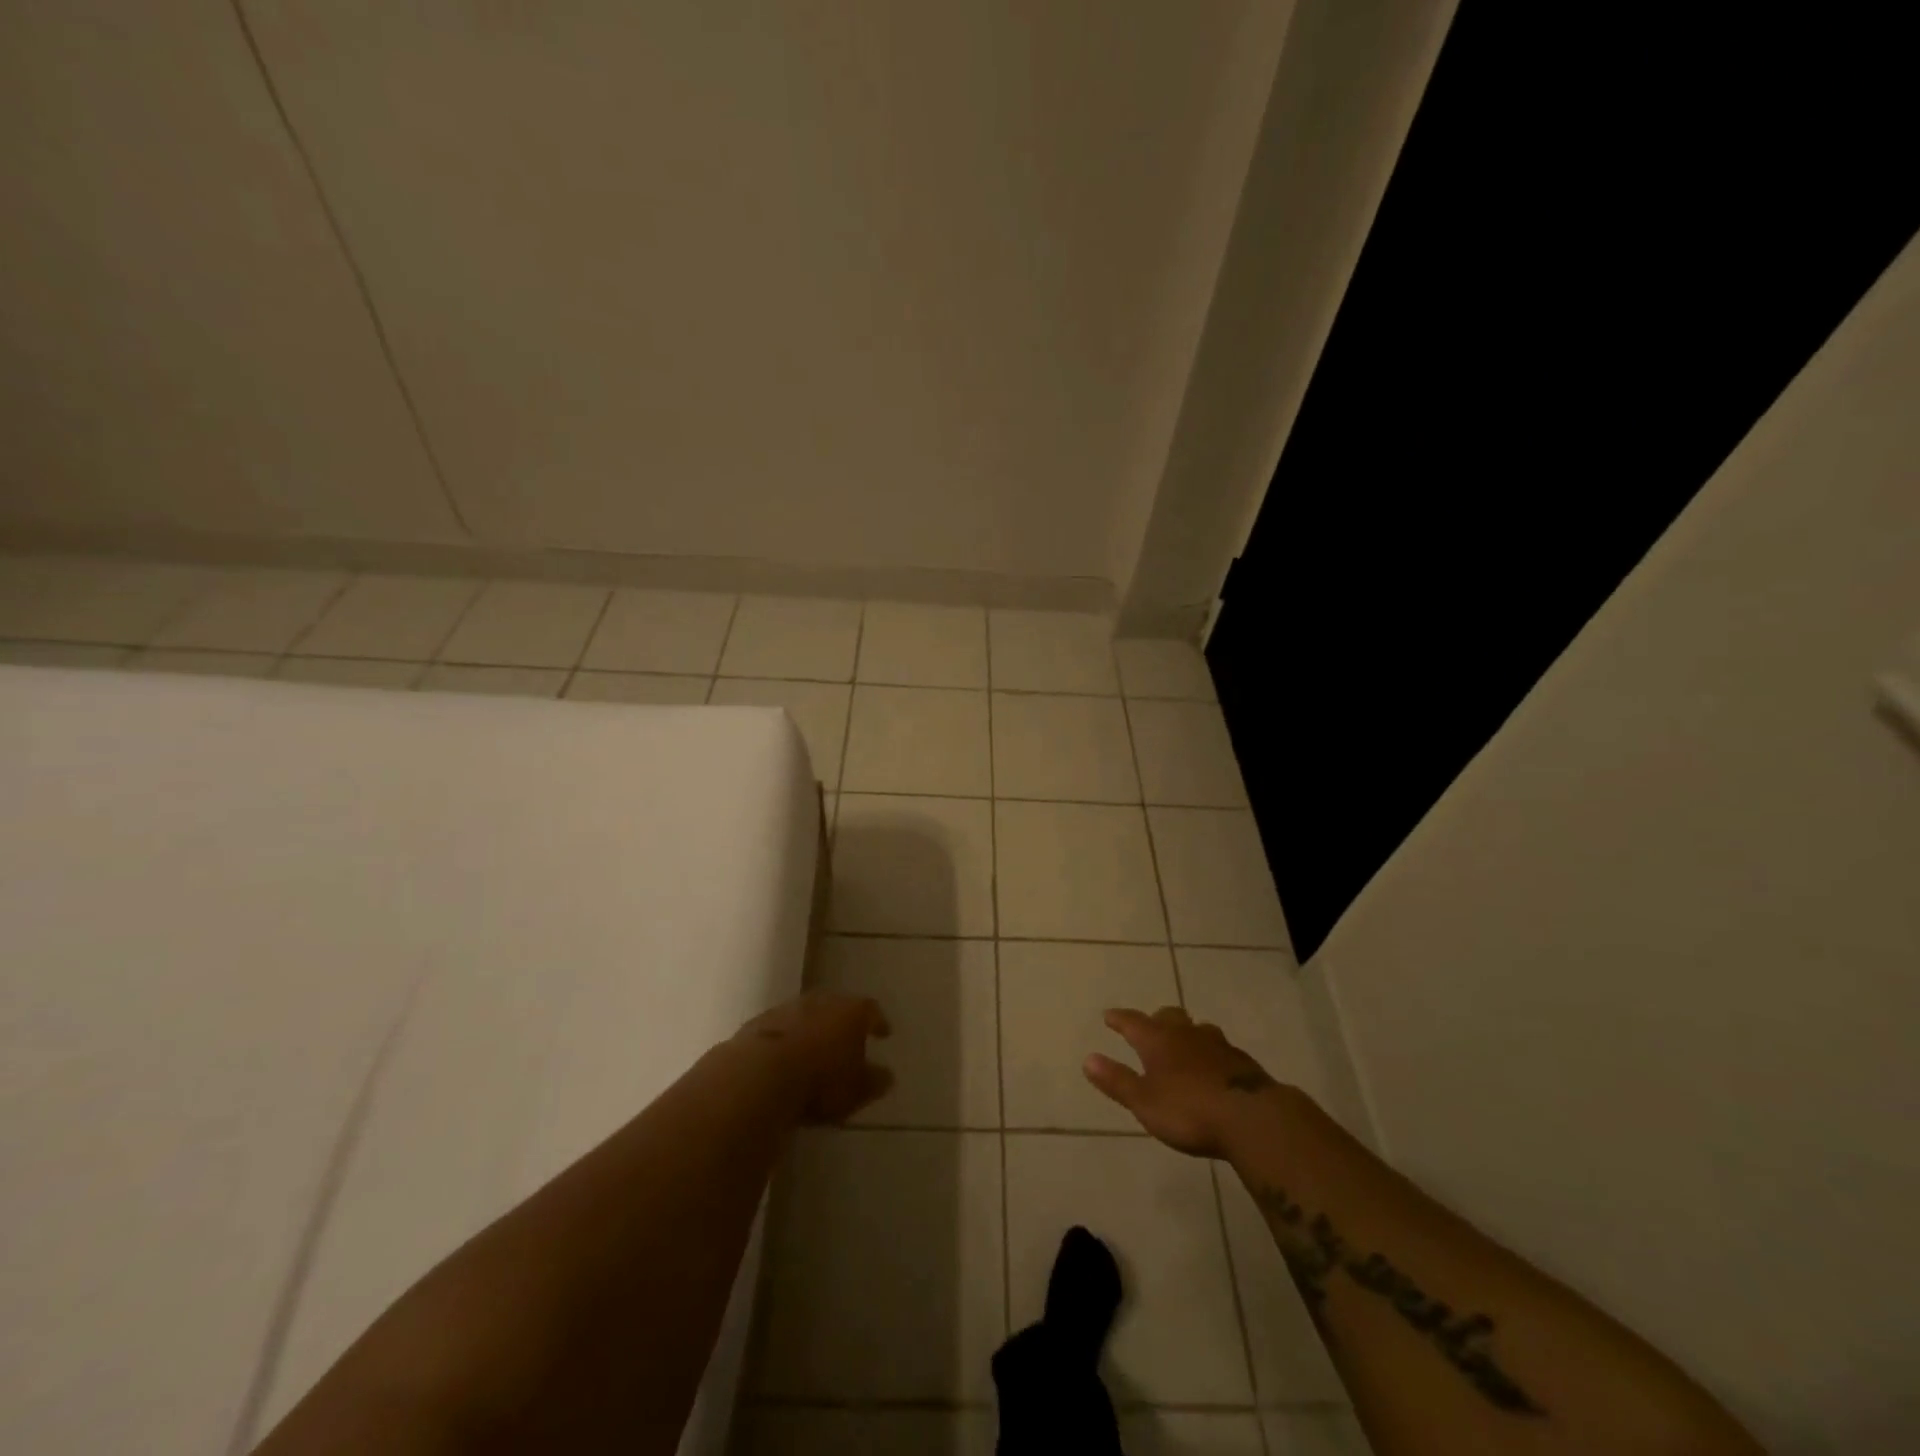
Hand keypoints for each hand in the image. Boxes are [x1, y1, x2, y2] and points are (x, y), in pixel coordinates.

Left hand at [737, 990, 893, 1124]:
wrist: (759, 1076)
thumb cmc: (821, 1082)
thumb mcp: (857, 1091)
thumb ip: (874, 1081)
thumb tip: (886, 1076)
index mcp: (851, 1012)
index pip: (870, 1010)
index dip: (877, 1022)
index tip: (883, 1033)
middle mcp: (820, 1002)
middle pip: (836, 1007)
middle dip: (842, 1022)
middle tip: (847, 1039)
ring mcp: (786, 1009)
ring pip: (805, 1015)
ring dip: (811, 1029)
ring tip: (814, 1050)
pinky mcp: (758, 1024)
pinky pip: (779, 1030)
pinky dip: (785, 1040)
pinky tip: (783, 1059)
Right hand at [1084, 1006, 1292, 1157]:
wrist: (1252, 1118)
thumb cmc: (1189, 1111)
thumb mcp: (1144, 1102)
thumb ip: (1117, 1080)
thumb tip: (1088, 1058)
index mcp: (1158, 1040)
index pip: (1133, 1022)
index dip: (1119, 1019)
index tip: (1109, 1016)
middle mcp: (1186, 1034)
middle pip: (1168, 1016)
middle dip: (1156, 1020)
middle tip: (1149, 1027)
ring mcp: (1217, 1045)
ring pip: (1197, 1029)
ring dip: (1186, 1032)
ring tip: (1183, 1043)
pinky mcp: (1242, 1062)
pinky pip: (1220, 1048)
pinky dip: (1209, 1052)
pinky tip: (1213, 1066)